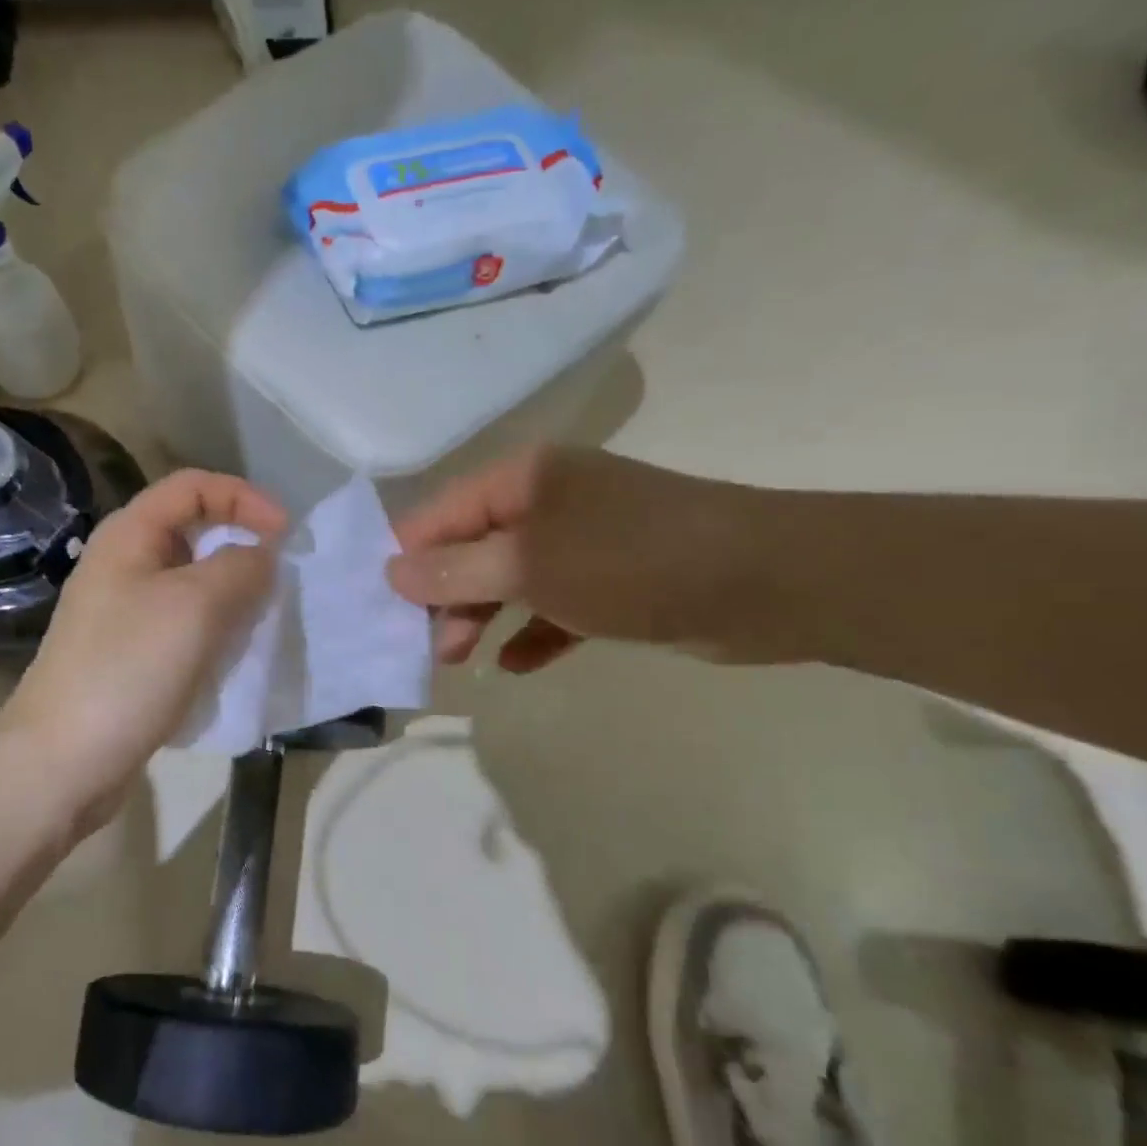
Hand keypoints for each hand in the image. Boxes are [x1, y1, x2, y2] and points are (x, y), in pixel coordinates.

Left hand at [0, 469, 286, 828]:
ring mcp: (123, 612)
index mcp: (129, 535)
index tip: (286, 533)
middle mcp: (123, 564)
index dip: (244, 497)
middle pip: (193, 532)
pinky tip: (230, 655)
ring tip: (260, 621)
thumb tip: (263, 556)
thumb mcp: (196, 606)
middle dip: (241, 546)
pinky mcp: (130, 654)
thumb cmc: (128, 669)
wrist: (63, 760)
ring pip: (192, 583)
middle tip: (279, 581)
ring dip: (232, 593)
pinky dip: (214, 629)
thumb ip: (241, 567)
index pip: (193, 486)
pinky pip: (183, 624)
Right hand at [386, 448, 782, 671]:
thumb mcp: (529, 565)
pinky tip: (514, 665)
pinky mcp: (612, 582)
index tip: (381, 608)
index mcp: (523, 480)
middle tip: (427, 647)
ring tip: (458, 659)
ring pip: (509, 579)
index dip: (407, 558)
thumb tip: (391, 572)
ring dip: (480, 617)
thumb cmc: (630, 561)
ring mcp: (582, 542)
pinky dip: (532, 633)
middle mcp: (547, 502)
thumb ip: (455, 571)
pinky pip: (554, 608)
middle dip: (444, 596)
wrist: (765, 583)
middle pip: (472, 548)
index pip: (441, 513)